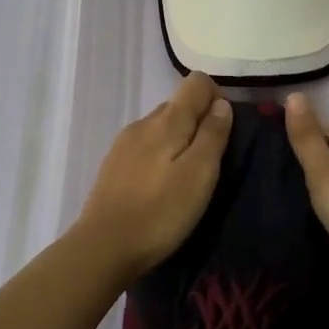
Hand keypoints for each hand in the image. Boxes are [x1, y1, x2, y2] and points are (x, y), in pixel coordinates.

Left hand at [77, 72, 233, 277]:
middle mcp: (144, 122)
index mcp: (167, 119)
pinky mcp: (114, 165)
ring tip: (187, 178)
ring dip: (180, 141)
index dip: (216, 98)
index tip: (225, 132)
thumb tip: (221, 103)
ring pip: (162, 126)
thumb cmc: (160, 212)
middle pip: (179, 103)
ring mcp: (124, 143)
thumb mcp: (199, 174)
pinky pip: (146, 146)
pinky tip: (161, 187)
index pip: (196, 82)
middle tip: (211, 161)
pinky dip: (161, 156)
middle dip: (200, 122)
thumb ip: (213, 134)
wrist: (102, 247)